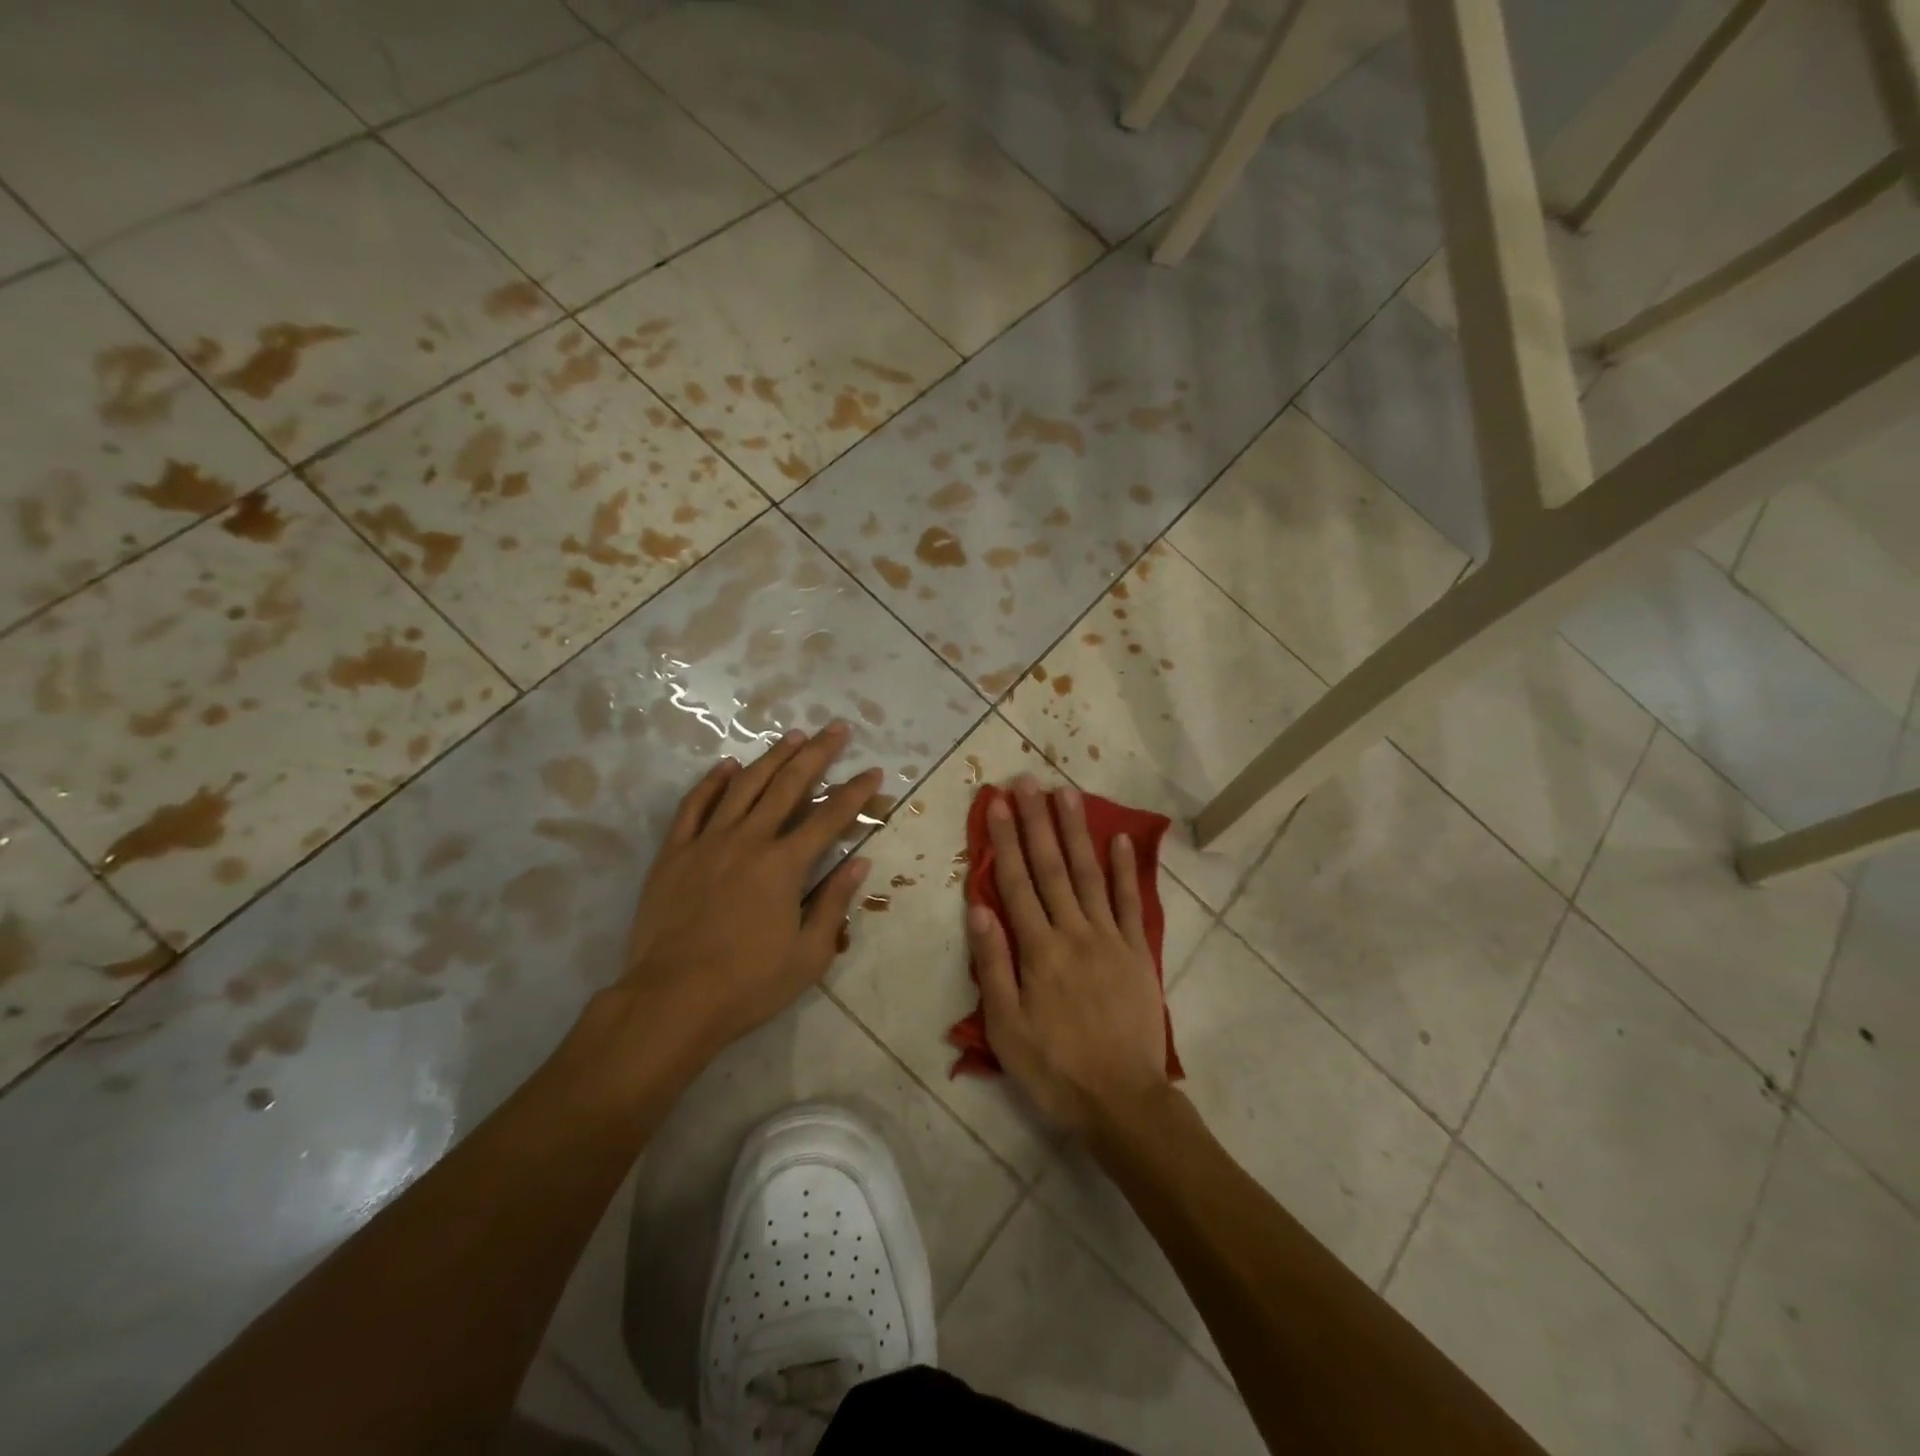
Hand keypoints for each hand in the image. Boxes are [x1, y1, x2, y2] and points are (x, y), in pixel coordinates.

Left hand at [612, 723, 879, 1073]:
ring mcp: (707, 842)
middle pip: (788, 785)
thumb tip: (858, 862)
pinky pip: (694, 806)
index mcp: (785, 865)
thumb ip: (834, 902)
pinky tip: (727, 766)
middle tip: (836, 729)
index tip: (874, 770)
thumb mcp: (808, 954)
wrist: (671, 1000)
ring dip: (771, 758)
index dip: (855, 792)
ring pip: (744, 786)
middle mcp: (749, 840)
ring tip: (792, 736)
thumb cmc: (748, 983)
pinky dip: (712, 782)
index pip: (829, 817)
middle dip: (817, 754)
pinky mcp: (675, 853)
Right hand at [966, 776, 1172, 1135]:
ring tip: (1066, 793)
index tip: (998, 803)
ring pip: (1088, 874)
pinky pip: (1131, 903)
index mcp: (1038, 950)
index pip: (1016, 883)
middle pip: (1050, 867)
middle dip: (1037, 821)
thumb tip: (979, 907)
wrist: (1122, 1101)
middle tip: (1028, 781)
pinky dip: (1124, 869)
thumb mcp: (1006, 1027)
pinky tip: (1118, 839)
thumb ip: (993, 964)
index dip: (1005, 840)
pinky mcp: (1137, 952)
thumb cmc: (1054, 1068)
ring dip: (1075, 832)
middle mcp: (1074, 932)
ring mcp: (1110, 938)